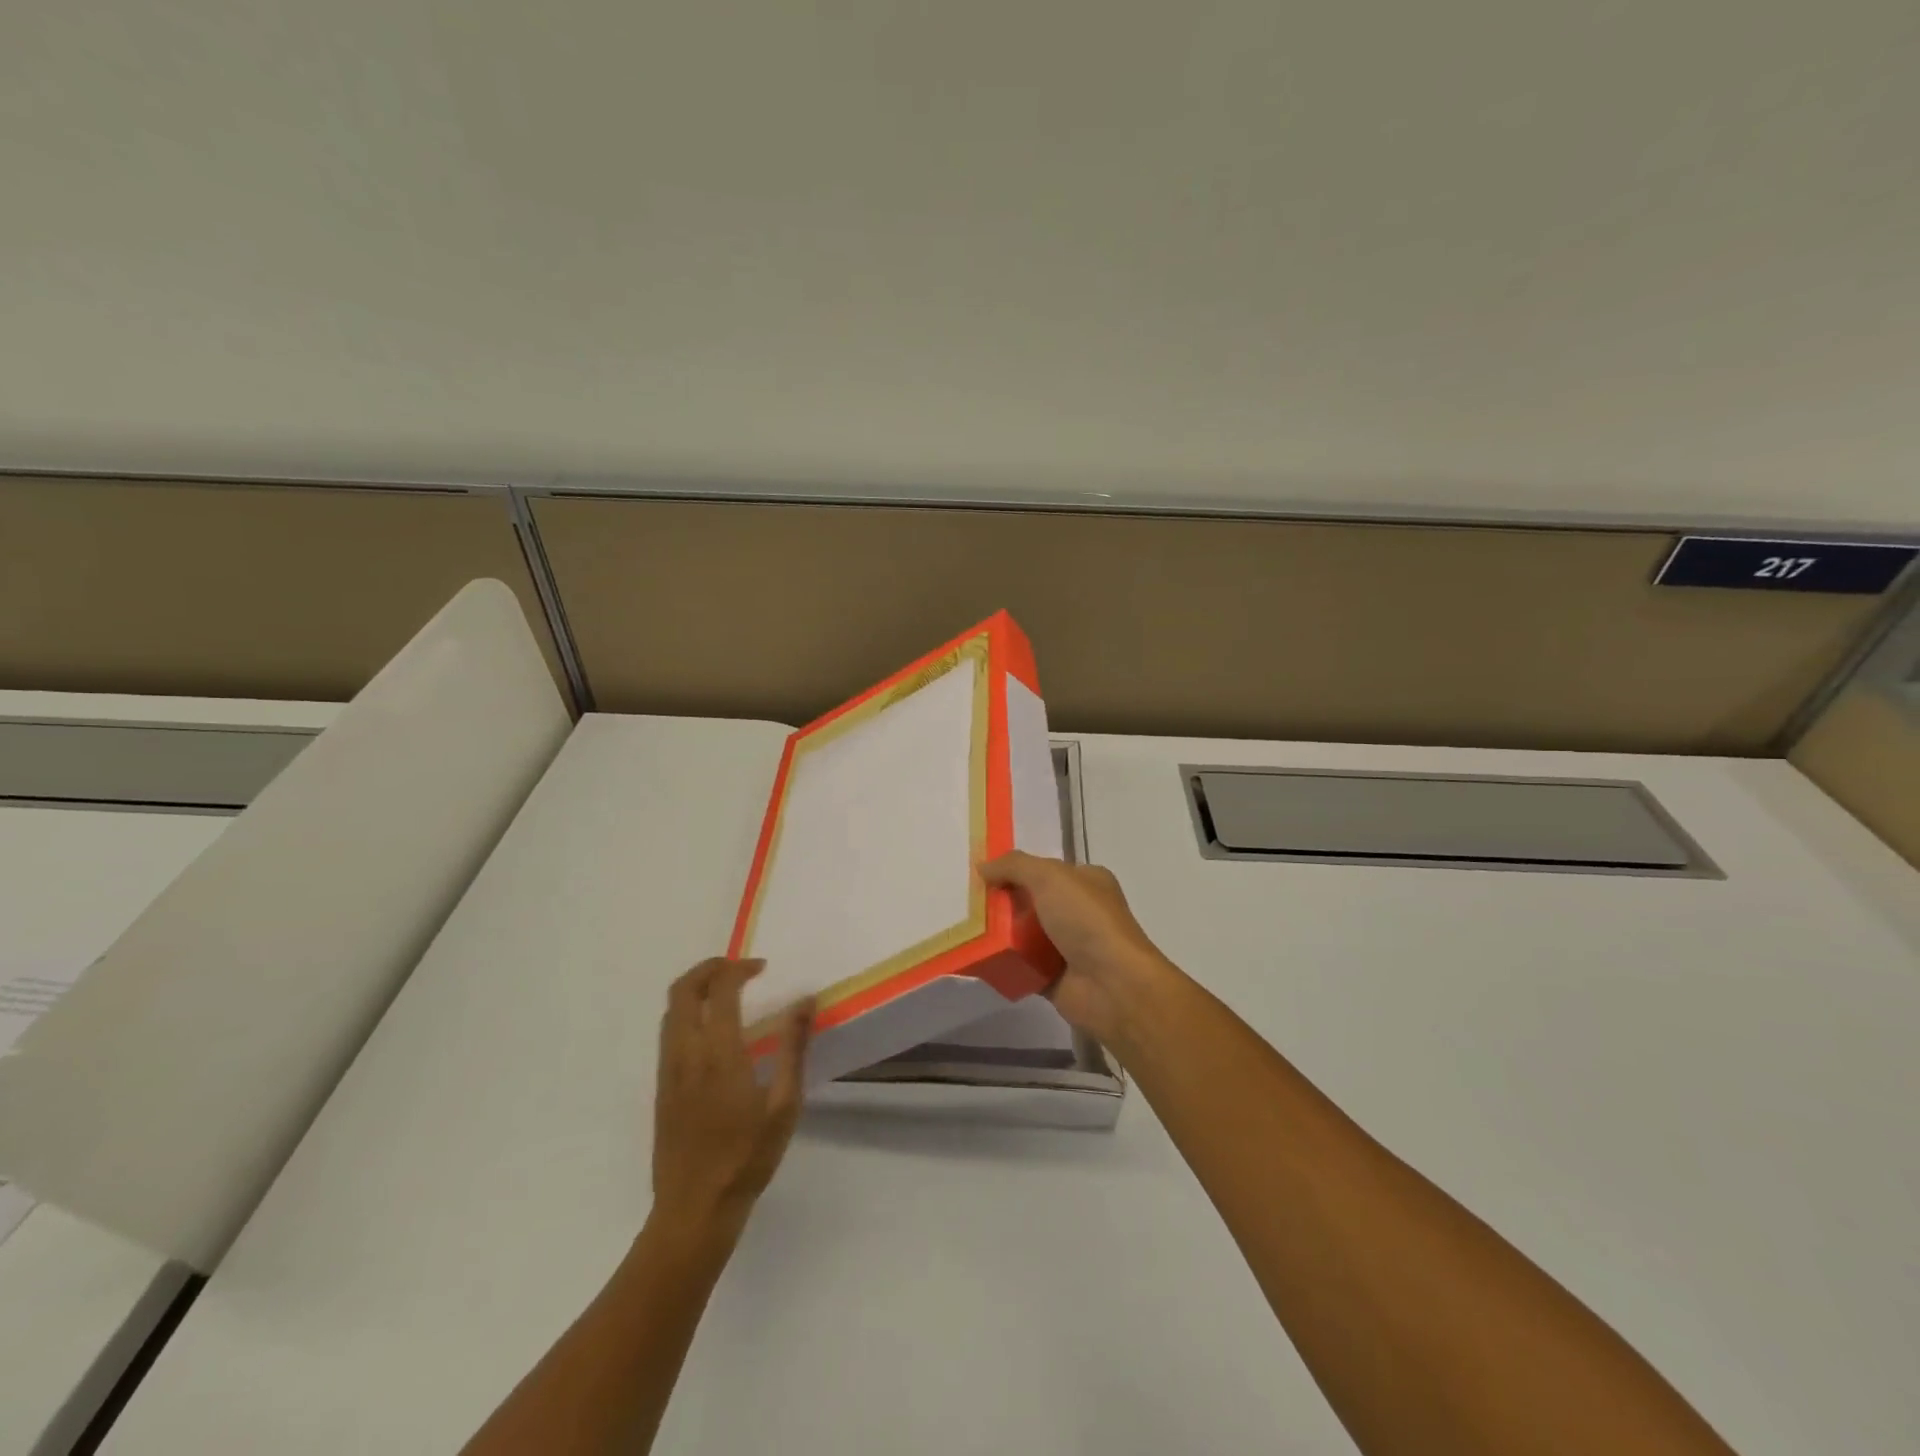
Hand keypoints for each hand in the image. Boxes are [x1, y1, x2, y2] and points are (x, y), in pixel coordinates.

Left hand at [651, 958, 812, 1238]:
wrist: (694, 1210)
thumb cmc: (746, 1158)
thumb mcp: (784, 1105)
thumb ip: (794, 1047)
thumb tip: (805, 1000)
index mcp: (718, 1054)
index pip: (721, 989)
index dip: (740, 968)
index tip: (762, 967)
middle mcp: (686, 1053)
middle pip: (683, 990)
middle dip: (709, 968)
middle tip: (739, 968)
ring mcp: (668, 1070)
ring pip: (671, 1010)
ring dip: (696, 988)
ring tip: (727, 991)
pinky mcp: (661, 1087)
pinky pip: (669, 1032)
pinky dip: (688, 1012)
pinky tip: (713, 1030)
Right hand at [980, 852, 1180, 1052]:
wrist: (1113, 986)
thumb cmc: (1087, 921)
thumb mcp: (1051, 877)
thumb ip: (1015, 866)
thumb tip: (983, 866)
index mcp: (1086, 882)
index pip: (1045, 870)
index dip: (1014, 869)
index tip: (981, 873)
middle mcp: (1078, 912)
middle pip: (1030, 901)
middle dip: (1001, 901)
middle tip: (965, 901)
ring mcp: (1067, 947)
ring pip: (1023, 935)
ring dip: (998, 933)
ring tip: (962, 927)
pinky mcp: (1053, 978)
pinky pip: (1020, 966)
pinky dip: (1002, 963)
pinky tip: (974, 957)